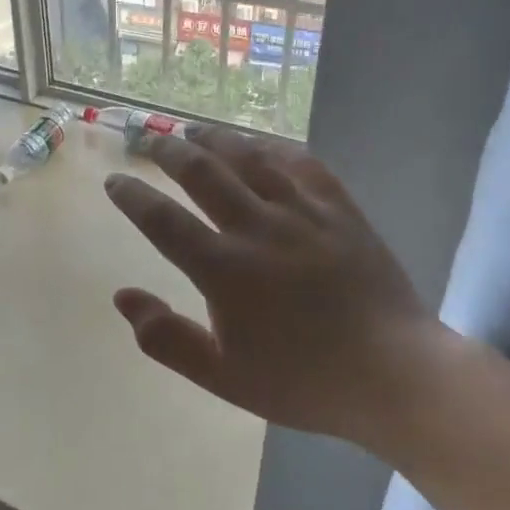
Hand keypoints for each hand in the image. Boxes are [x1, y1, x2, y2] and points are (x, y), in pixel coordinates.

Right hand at [103, 125, 454, 449]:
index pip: (163, 221)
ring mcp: (303, 213)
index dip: (133, 197)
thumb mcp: (223, 376)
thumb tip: (122, 296)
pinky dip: (274, 147)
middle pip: (202, 173)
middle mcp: (257, 228)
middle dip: (169, 151)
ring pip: (249, 158)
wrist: (394, 375)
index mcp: (224, 270)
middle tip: (151, 139)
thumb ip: (166, 338)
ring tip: (194, 128)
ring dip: (215, 139)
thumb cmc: (303, 381)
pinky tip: (262, 144)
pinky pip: (302, 163)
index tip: (115, 182)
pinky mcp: (340, 209)